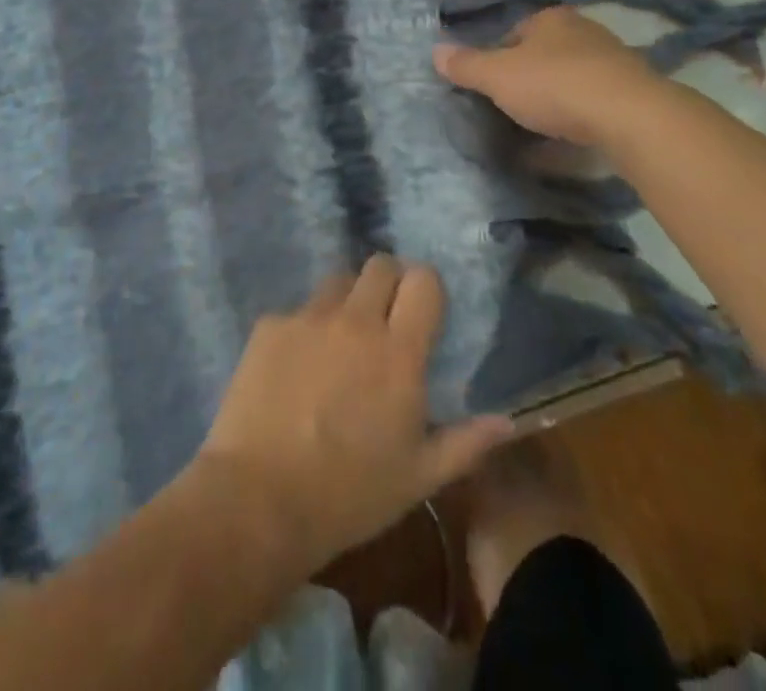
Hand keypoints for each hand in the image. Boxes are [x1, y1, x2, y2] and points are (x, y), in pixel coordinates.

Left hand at [197, 256, 515, 572]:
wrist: (258, 500)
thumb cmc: (350, 494)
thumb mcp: (419, 478)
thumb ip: (466, 443)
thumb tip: (506, 422)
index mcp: (399, 352)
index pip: (423, 280)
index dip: (425, 288)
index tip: (422, 311)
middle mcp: (356, 321)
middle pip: (380, 264)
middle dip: (388, 283)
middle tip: (384, 320)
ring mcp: (309, 318)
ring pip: (338, 281)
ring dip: (347, 300)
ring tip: (339, 341)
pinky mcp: (269, 325)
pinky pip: (296, 311)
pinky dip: (304, 329)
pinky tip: (294, 370)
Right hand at [434, 7, 657, 145]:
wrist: (629, 115)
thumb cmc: (554, 85)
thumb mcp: (498, 76)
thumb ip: (466, 65)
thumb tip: (435, 51)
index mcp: (551, 18)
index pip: (514, 32)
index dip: (498, 57)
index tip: (490, 85)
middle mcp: (584, 30)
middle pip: (544, 54)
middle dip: (528, 77)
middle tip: (511, 106)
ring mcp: (612, 60)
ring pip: (571, 77)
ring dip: (556, 98)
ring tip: (539, 126)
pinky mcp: (632, 91)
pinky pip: (594, 101)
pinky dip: (580, 116)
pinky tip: (570, 138)